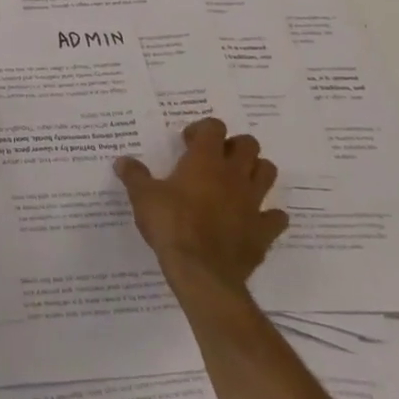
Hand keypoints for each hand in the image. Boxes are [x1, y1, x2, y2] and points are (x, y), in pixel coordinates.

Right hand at [116, 116, 287, 304]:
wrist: (202, 272)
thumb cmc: (170, 225)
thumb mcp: (143, 197)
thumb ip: (134, 175)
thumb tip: (122, 161)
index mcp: (205, 160)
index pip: (214, 127)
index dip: (202, 130)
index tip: (187, 143)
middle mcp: (234, 175)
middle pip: (249, 144)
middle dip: (234, 146)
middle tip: (214, 159)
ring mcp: (253, 202)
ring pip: (268, 172)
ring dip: (255, 172)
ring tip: (235, 182)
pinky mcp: (264, 231)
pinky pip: (276, 216)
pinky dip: (268, 215)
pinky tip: (252, 220)